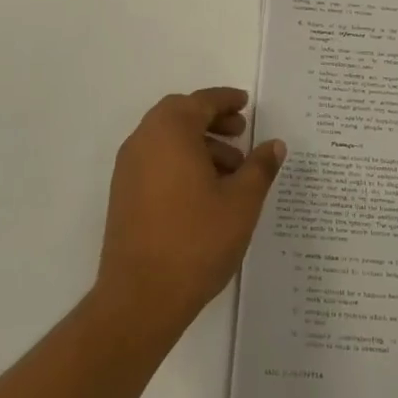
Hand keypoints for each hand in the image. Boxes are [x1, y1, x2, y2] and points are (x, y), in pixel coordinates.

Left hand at [93, 88, 285, 345]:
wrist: (141, 297)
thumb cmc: (197, 240)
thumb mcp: (242, 202)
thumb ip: (260, 167)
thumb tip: (274, 144)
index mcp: (170, 131)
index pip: (201, 102)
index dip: (226, 100)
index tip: (246, 104)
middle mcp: (144, 140)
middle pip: (180, 114)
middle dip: (212, 119)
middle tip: (241, 132)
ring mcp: (128, 168)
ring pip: (167, 139)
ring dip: (199, 143)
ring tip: (232, 170)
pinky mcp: (123, 194)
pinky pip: (156, 160)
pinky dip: (181, 161)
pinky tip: (206, 191)